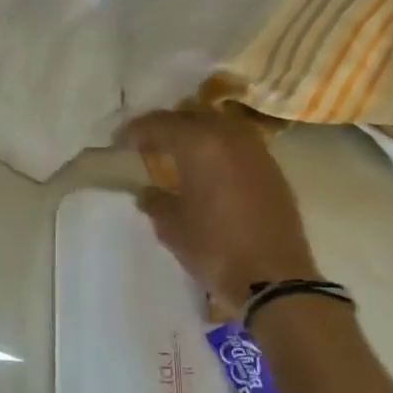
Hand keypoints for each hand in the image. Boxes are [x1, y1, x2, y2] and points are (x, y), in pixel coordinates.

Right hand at [118, 107, 322, 303]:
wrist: (273, 276)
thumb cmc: (214, 248)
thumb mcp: (172, 227)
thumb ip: (155, 202)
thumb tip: (148, 192)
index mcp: (199, 144)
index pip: (160, 123)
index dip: (136, 130)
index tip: (119, 142)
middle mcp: (229, 136)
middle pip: (192, 115)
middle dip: (167, 125)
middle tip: (148, 143)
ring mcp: (256, 150)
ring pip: (219, 125)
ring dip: (196, 132)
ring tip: (178, 152)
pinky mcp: (272, 169)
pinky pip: (238, 143)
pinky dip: (218, 147)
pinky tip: (208, 168)